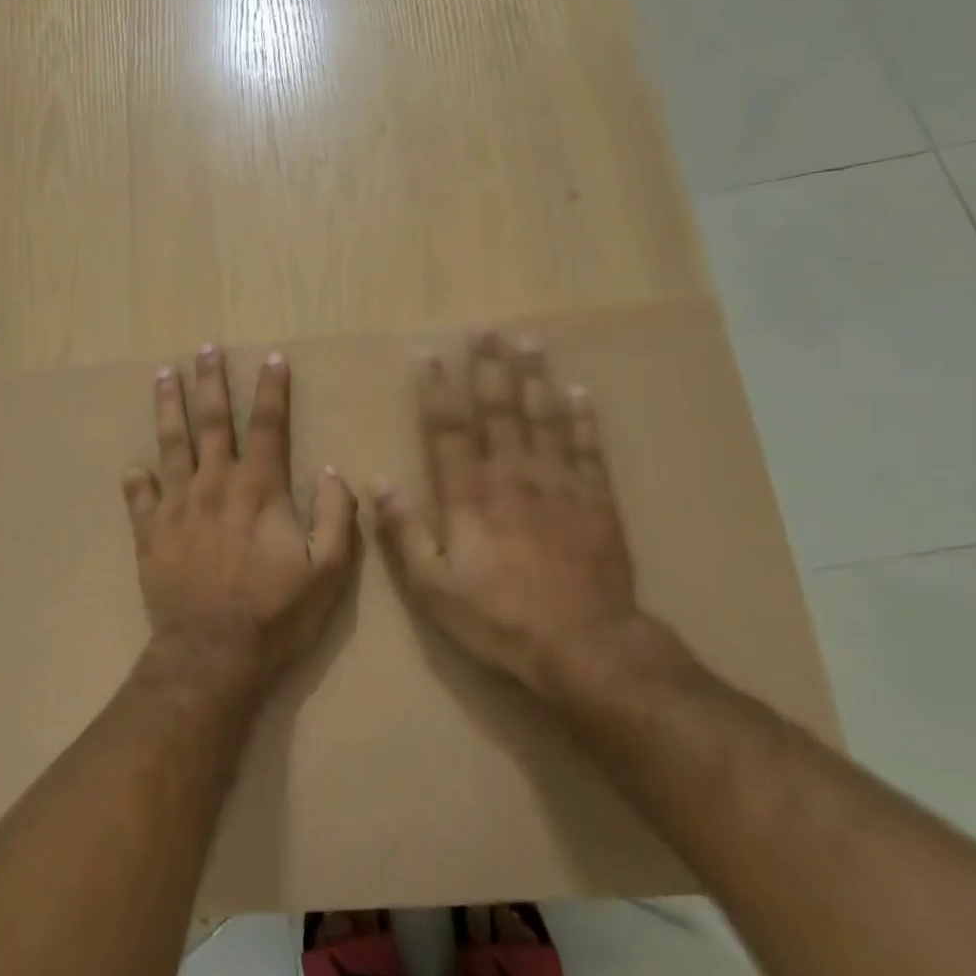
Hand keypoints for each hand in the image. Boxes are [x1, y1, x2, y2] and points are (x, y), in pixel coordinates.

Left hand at [122, 345, 358, 689]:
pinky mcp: (150, 533)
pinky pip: (138, 497)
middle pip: (212, 421)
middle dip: (211, 381)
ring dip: (169, 407)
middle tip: (205, 349)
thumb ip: (335, 516)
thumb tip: (334, 472)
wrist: (212, 655)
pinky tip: (133, 467)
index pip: (268, 425)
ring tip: (164, 375)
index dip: (273, 389)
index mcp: (259, 489)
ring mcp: (177, 506)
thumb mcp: (327, 570)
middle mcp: (215, 484)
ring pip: (171, 444)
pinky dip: (136, 480)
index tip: (273, 357)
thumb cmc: (276, 614)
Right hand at [374, 330, 655, 706]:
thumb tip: (378, 482)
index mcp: (470, 495)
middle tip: (486, 330)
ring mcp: (559, 483)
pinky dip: (584, 418)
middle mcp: (513, 476)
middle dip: (490, 368)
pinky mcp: (597, 499)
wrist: (584, 645)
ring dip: (535, 378)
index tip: (432, 355)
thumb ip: (405, 532)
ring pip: (544, 418)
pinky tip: (580, 391)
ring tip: (530, 341)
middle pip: (499, 410)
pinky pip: (590, 448)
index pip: (450, 431)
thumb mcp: (434, 587)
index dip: (439, 391)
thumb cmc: (500, 617)